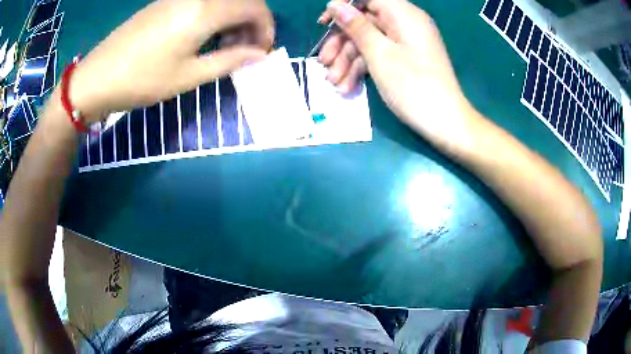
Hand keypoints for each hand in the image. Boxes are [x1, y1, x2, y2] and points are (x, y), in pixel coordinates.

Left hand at [69, 0, 273, 121]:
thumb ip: (228, 61)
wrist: (96, 78)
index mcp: (204, 10)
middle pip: (240, 0)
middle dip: (252, 23)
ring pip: (221, 0)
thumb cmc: (141, 80)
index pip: (254, 7)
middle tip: (245, 51)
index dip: (266, 28)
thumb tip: (259, 55)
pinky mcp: (165, 2)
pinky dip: (214, 16)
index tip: (262, 52)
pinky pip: (202, 2)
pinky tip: (204, 37)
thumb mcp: (188, 76)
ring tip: (225, 47)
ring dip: (233, 19)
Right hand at [322, 0, 473, 146]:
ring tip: (335, 83)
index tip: (324, 24)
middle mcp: (405, 23)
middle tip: (324, 63)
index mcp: (403, 14)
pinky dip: (363, 69)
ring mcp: (406, 42)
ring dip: (349, 61)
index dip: (344, 7)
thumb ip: (356, 27)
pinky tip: (348, 87)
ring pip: (369, 41)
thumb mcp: (380, 54)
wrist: (445, 123)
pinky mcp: (405, 59)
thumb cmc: (413, 86)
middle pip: (365, 22)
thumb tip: (335, 4)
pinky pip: (380, 55)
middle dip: (342, 43)